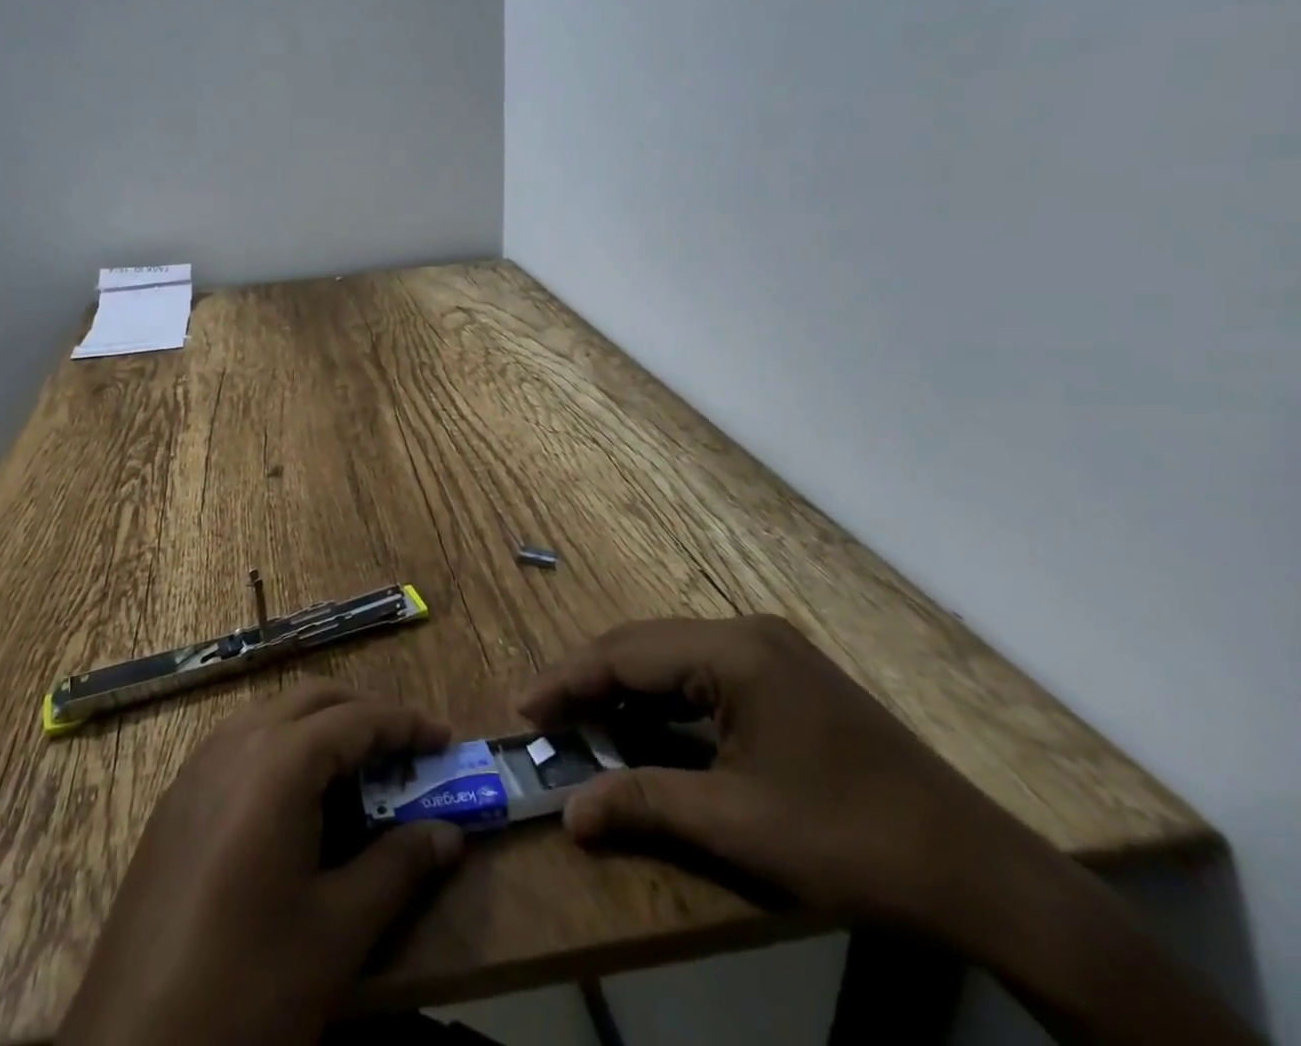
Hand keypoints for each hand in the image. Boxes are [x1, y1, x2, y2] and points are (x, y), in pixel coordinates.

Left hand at [58, 682, 464, 1045]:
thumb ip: (398, 868)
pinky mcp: (176, 798)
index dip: (405, 723)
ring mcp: (197, 767)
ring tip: (357, 768)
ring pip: (272, 714)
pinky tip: (293, 797)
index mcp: (278, 762)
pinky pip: (240, 742)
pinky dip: (281, 745)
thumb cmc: (248, 986)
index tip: (445, 738)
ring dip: (320, 724)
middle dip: (364, 712)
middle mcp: (235, 743)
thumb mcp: (337, 932)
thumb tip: (449, 834)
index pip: (356, 719)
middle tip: (405, 748)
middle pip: (313, 699)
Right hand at [516, 615, 1026, 929]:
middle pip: (644, 646)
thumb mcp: (737, 825)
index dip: (568, 680)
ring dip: (626, 689)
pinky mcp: (787, 676)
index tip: (524, 710)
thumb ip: (644, 803)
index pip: (625, 653)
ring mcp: (772, 651)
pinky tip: (647, 726)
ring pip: (672, 657)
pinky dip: (665, 699)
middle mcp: (748, 633)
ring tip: (584, 724)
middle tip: (545, 719)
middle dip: (590, 682)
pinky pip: (704, 673)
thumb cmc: (850, 841)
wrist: (984, 875)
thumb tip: (570, 814)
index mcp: (734, 652)